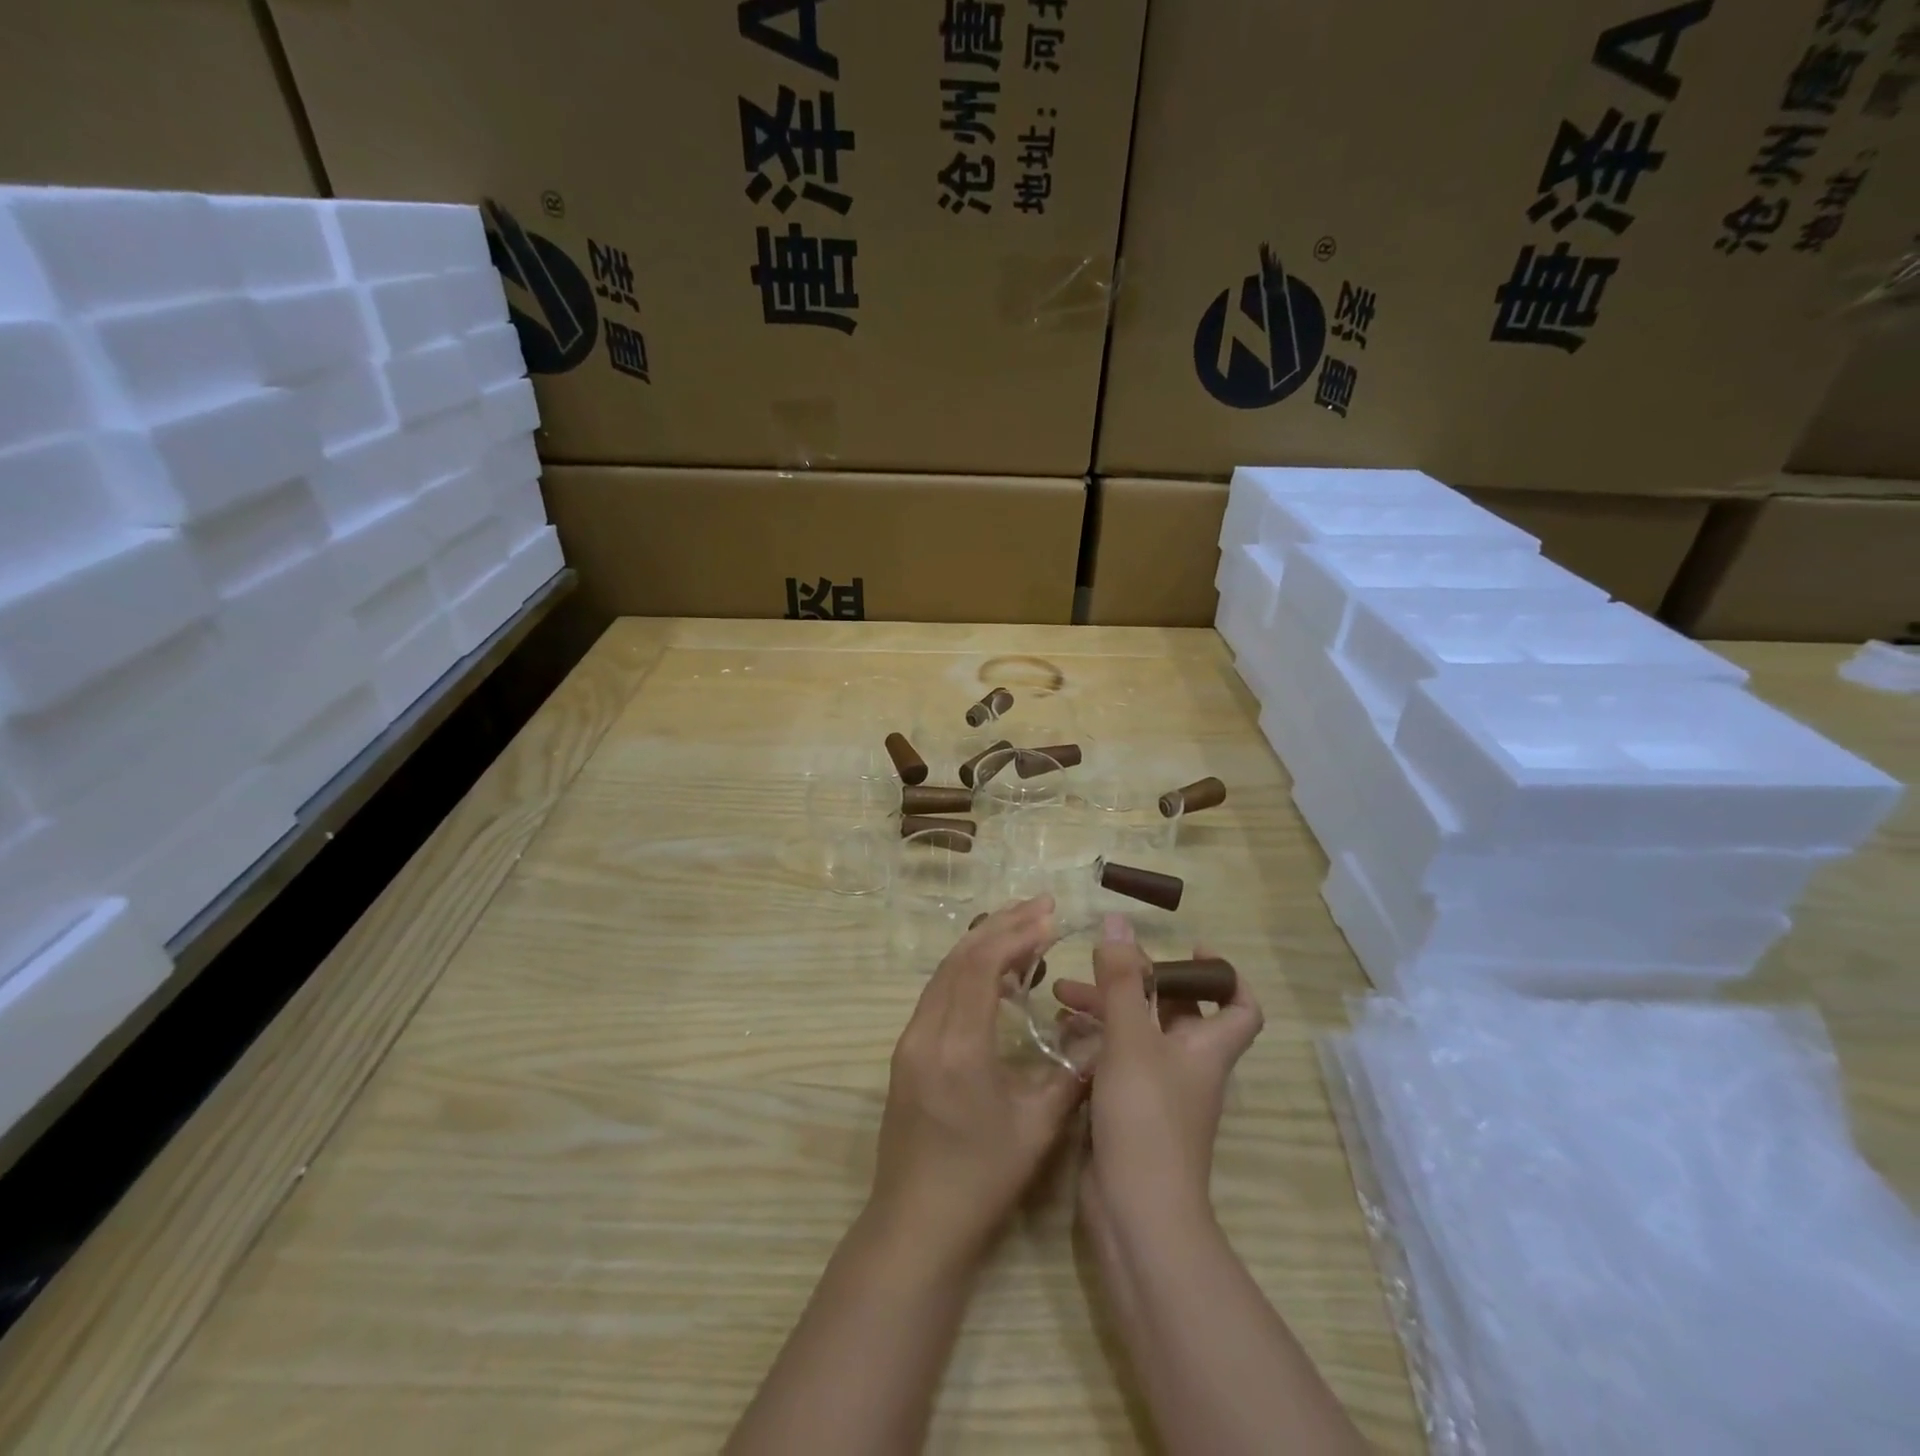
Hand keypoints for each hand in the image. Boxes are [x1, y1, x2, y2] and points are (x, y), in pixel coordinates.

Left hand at [866, 896, 1086, 1266]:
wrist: (915, 1224)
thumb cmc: (982, 1180)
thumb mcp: (1039, 1128)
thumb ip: (1072, 1073)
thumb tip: (1101, 1034)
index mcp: (959, 1047)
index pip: (983, 966)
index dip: (1017, 934)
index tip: (1051, 916)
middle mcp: (926, 1031)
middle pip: (960, 958)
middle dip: (1002, 925)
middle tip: (1041, 905)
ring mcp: (909, 1039)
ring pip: (944, 971)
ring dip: (981, 943)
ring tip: (1022, 926)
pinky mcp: (905, 1050)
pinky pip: (936, 991)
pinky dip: (966, 969)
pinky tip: (993, 971)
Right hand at [1053, 915, 1263, 1236]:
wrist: (1137, 1211)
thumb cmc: (1146, 1115)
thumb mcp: (1131, 1038)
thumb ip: (1121, 980)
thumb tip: (1119, 921)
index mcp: (1205, 1046)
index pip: (1240, 1005)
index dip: (1224, 974)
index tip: (1190, 947)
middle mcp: (1188, 1064)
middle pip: (1175, 1010)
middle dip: (1137, 982)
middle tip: (1100, 961)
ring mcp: (1158, 1090)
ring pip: (1138, 1034)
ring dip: (1106, 1009)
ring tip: (1061, 992)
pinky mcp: (1129, 1110)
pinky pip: (1116, 1061)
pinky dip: (1094, 1041)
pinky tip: (1060, 1031)